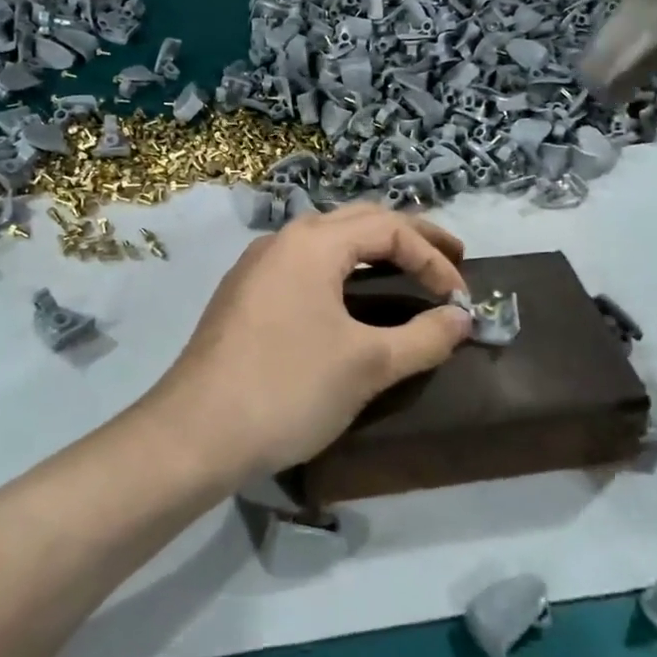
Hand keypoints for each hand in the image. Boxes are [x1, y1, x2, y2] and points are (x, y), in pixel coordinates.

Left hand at [147, 204, 472, 481]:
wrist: (194, 435)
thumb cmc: (287, 390)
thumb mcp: (368, 365)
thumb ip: (424, 337)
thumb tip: (462, 319)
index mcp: (313, 243)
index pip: (390, 230)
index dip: (433, 258)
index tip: (460, 299)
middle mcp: (283, 241)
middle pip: (360, 221)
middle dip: (409, 237)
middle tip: (450, 258)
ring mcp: (257, 267)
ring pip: (329, 240)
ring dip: (373, 250)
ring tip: (407, 271)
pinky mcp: (244, 296)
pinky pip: (306, 265)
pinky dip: (343, 270)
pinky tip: (351, 297)